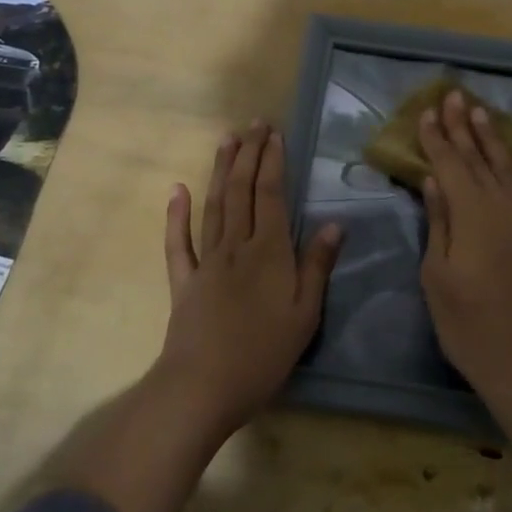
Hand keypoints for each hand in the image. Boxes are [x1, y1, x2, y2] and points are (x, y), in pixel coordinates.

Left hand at [156, 124, 340, 434]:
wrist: (202, 388)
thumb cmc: (263, 354)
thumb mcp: (305, 314)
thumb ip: (317, 266)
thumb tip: (334, 223)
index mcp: (269, 251)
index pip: (270, 195)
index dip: (272, 162)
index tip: (275, 134)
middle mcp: (236, 246)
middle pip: (242, 190)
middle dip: (248, 154)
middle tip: (254, 124)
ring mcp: (206, 261)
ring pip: (214, 205)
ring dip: (221, 170)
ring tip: (226, 140)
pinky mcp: (183, 281)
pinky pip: (179, 243)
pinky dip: (177, 215)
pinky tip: (177, 190)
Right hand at [418, 90, 511, 400]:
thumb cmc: (468, 324)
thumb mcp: (437, 276)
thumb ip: (439, 223)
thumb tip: (434, 180)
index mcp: (472, 216)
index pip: (450, 166)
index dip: (436, 138)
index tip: (426, 112)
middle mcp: (503, 207)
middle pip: (478, 159)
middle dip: (463, 127)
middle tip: (453, 95)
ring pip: (507, 169)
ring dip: (492, 139)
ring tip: (481, 112)